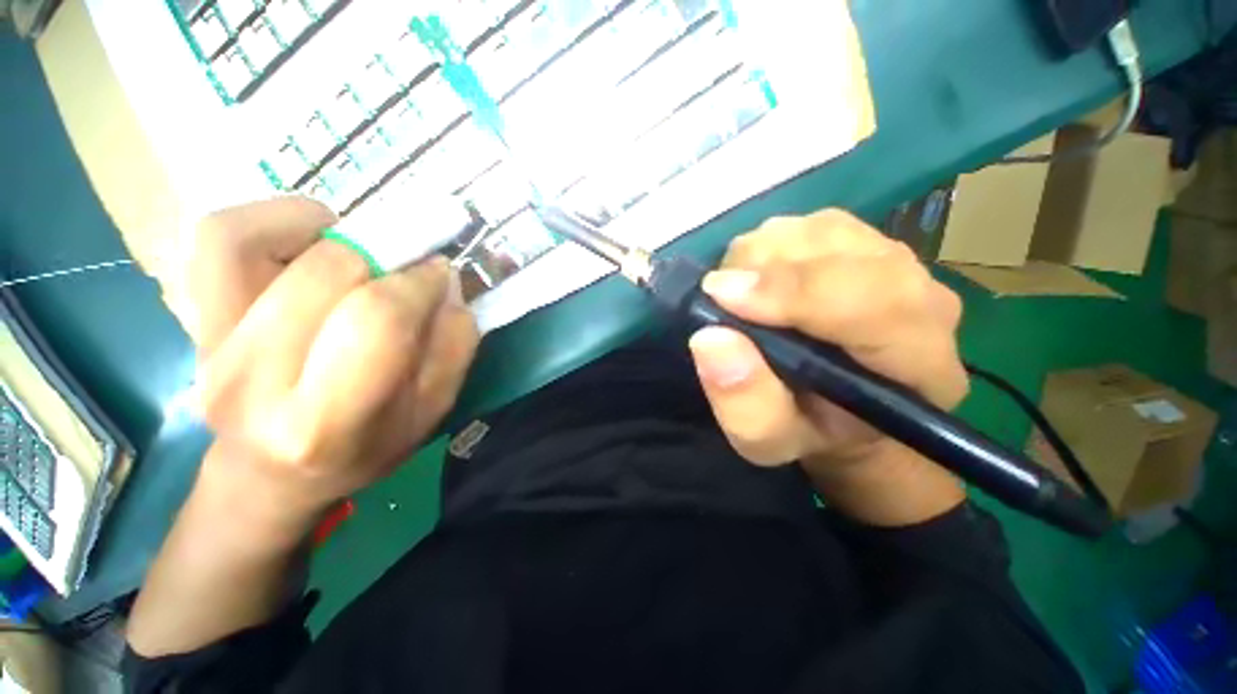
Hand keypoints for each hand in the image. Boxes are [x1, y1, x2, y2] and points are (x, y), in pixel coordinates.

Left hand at [185, 197, 478, 525]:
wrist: (270, 474)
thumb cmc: (362, 449)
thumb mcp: (430, 412)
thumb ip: (453, 348)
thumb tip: (446, 285)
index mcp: (325, 421)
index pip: (376, 319)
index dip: (418, 283)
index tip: (439, 276)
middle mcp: (254, 379)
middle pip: (325, 272)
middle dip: (385, 255)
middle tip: (407, 266)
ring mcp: (209, 343)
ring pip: (255, 239)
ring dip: (327, 231)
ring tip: (358, 254)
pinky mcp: (192, 316)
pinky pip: (220, 236)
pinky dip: (271, 219)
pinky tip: (312, 241)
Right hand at [687, 210, 967, 523]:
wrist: (840, 407)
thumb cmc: (809, 429)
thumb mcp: (770, 441)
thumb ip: (747, 405)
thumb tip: (710, 338)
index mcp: (918, 363)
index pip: (873, 302)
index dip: (791, 292)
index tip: (720, 294)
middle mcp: (921, 298)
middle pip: (840, 251)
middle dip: (762, 271)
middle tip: (720, 300)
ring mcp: (895, 260)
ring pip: (817, 231)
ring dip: (760, 258)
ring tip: (739, 297)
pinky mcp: (865, 242)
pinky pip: (807, 225)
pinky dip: (767, 248)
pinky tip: (758, 280)